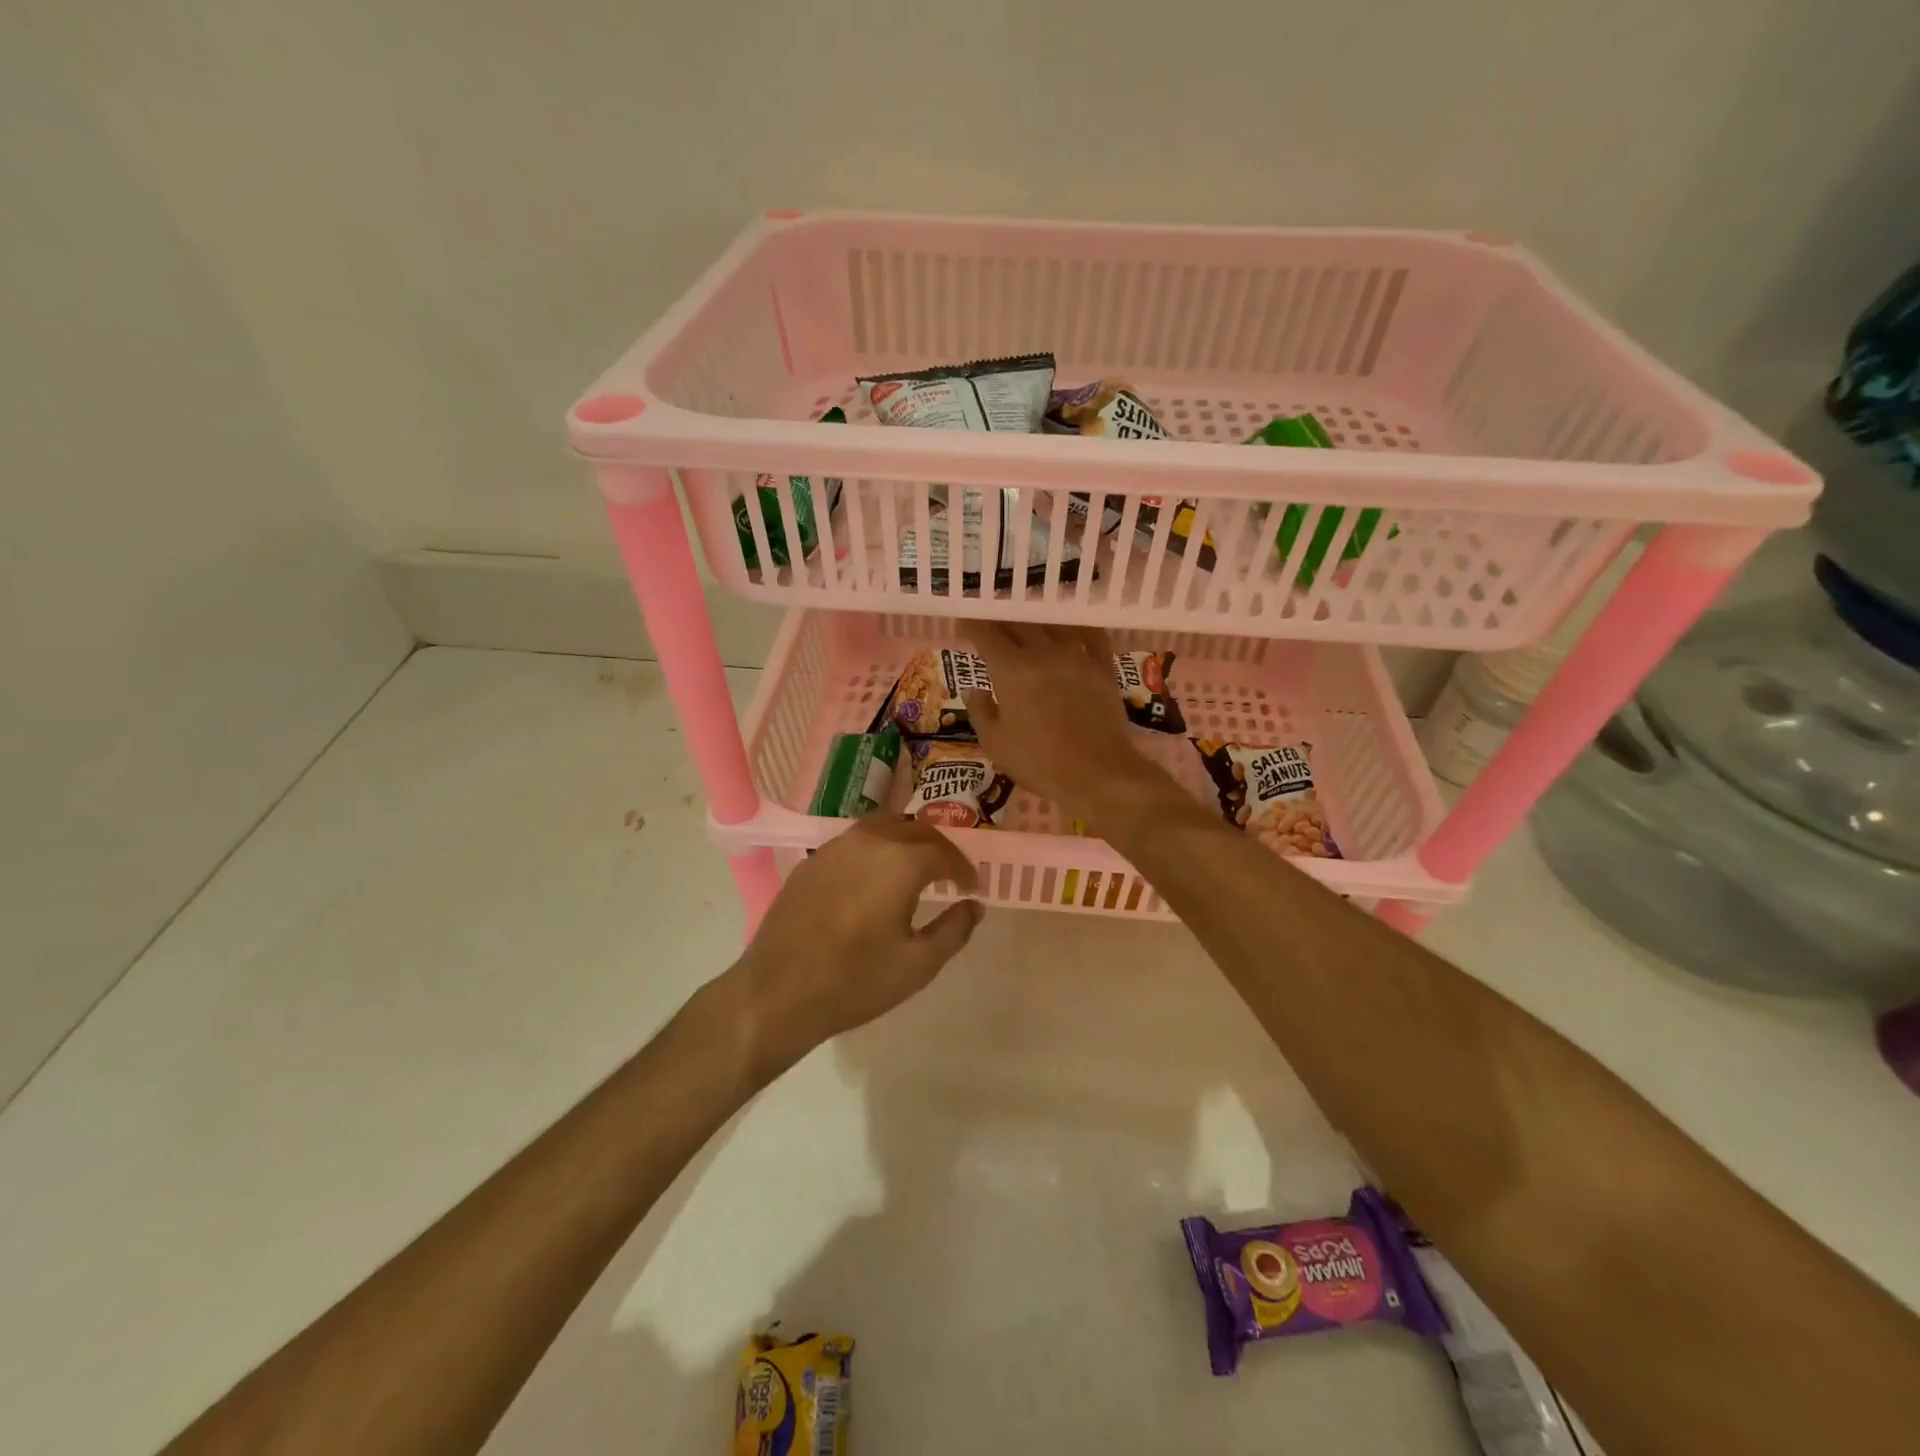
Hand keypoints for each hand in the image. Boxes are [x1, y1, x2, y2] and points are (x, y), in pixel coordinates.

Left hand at [731, 816, 981, 1074]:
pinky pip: (855, 843)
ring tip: (916, 871)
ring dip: (907, 843)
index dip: (963, 869)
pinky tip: (875, 880)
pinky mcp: (811, 862)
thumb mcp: (918, 964)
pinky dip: (876, 851)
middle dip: (939, 849)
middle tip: (950, 875)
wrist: (778, 993)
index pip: (944, 852)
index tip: (972, 888)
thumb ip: (954, 929)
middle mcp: (869, 841)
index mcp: (900, 861)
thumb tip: (974, 906)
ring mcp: (834, 847)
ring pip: (883, 828)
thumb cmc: (856, 981)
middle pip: (915, 830)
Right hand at [963, 622, 1166, 827]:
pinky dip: (1076, 627)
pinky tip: (1071, 628)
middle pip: (1019, 623)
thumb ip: (981, 712)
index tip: (965, 623)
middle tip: (993, 620)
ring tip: (1027, 620)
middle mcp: (1042, 652)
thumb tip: (974, 690)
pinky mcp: (1102, 667)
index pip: (986, 635)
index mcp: (1010, 669)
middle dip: (1002, 619)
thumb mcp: (995, 743)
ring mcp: (1076, 656)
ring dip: (1036, 619)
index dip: (973, 625)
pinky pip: (1091, 636)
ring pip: (1053, 624)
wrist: (1098, 772)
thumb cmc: (1038, 762)